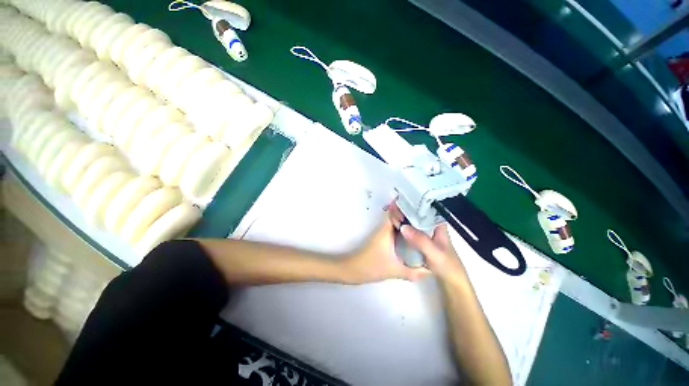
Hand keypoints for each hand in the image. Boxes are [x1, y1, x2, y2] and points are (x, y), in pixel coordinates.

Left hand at [342, 206, 429, 283]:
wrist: (352, 270)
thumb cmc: (371, 266)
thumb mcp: (394, 270)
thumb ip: (413, 272)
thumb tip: (430, 271)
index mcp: (386, 230)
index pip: (397, 212)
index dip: (408, 209)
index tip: (422, 209)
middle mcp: (384, 228)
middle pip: (398, 217)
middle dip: (411, 216)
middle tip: (428, 218)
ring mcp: (382, 234)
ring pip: (397, 225)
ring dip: (408, 224)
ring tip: (424, 227)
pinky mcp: (382, 240)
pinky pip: (395, 232)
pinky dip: (404, 232)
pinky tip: (413, 240)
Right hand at [388, 203, 466, 282]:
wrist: (451, 284)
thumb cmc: (447, 266)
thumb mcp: (434, 253)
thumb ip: (420, 240)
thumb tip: (403, 226)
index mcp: (439, 226)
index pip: (428, 209)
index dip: (416, 202)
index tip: (403, 198)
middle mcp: (432, 229)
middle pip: (419, 215)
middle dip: (407, 210)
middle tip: (393, 205)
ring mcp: (427, 236)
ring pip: (415, 224)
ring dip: (405, 219)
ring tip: (392, 213)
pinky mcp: (422, 244)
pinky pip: (412, 233)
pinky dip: (405, 229)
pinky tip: (396, 228)